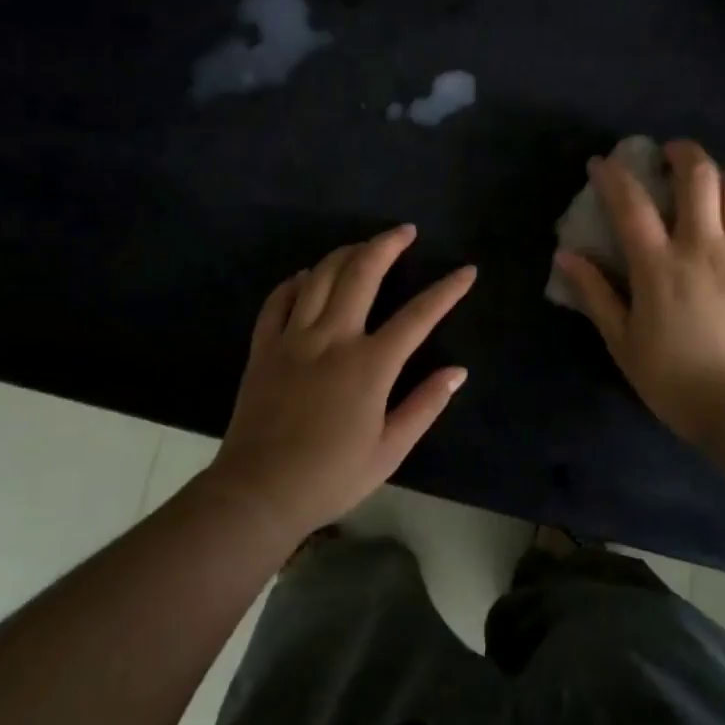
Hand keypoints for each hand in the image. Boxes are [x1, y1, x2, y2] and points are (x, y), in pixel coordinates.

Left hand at [209, 226, 476, 541]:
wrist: (258, 493)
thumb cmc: (331, 476)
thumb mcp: (390, 450)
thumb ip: (425, 405)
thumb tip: (458, 371)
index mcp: (370, 365)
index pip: (418, 316)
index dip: (447, 290)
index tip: (466, 270)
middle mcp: (332, 338)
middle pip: (362, 273)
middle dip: (387, 244)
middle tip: (406, 231)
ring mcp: (293, 338)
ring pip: (320, 276)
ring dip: (345, 253)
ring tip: (363, 245)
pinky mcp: (264, 347)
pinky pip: (279, 299)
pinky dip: (297, 281)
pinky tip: (308, 276)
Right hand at [555, 139, 724, 447]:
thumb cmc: (675, 380)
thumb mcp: (623, 342)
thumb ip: (595, 294)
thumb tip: (566, 256)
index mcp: (659, 265)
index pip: (631, 204)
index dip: (613, 176)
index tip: (601, 163)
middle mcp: (704, 247)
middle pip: (700, 176)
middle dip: (683, 153)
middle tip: (671, 155)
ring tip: (715, 188)